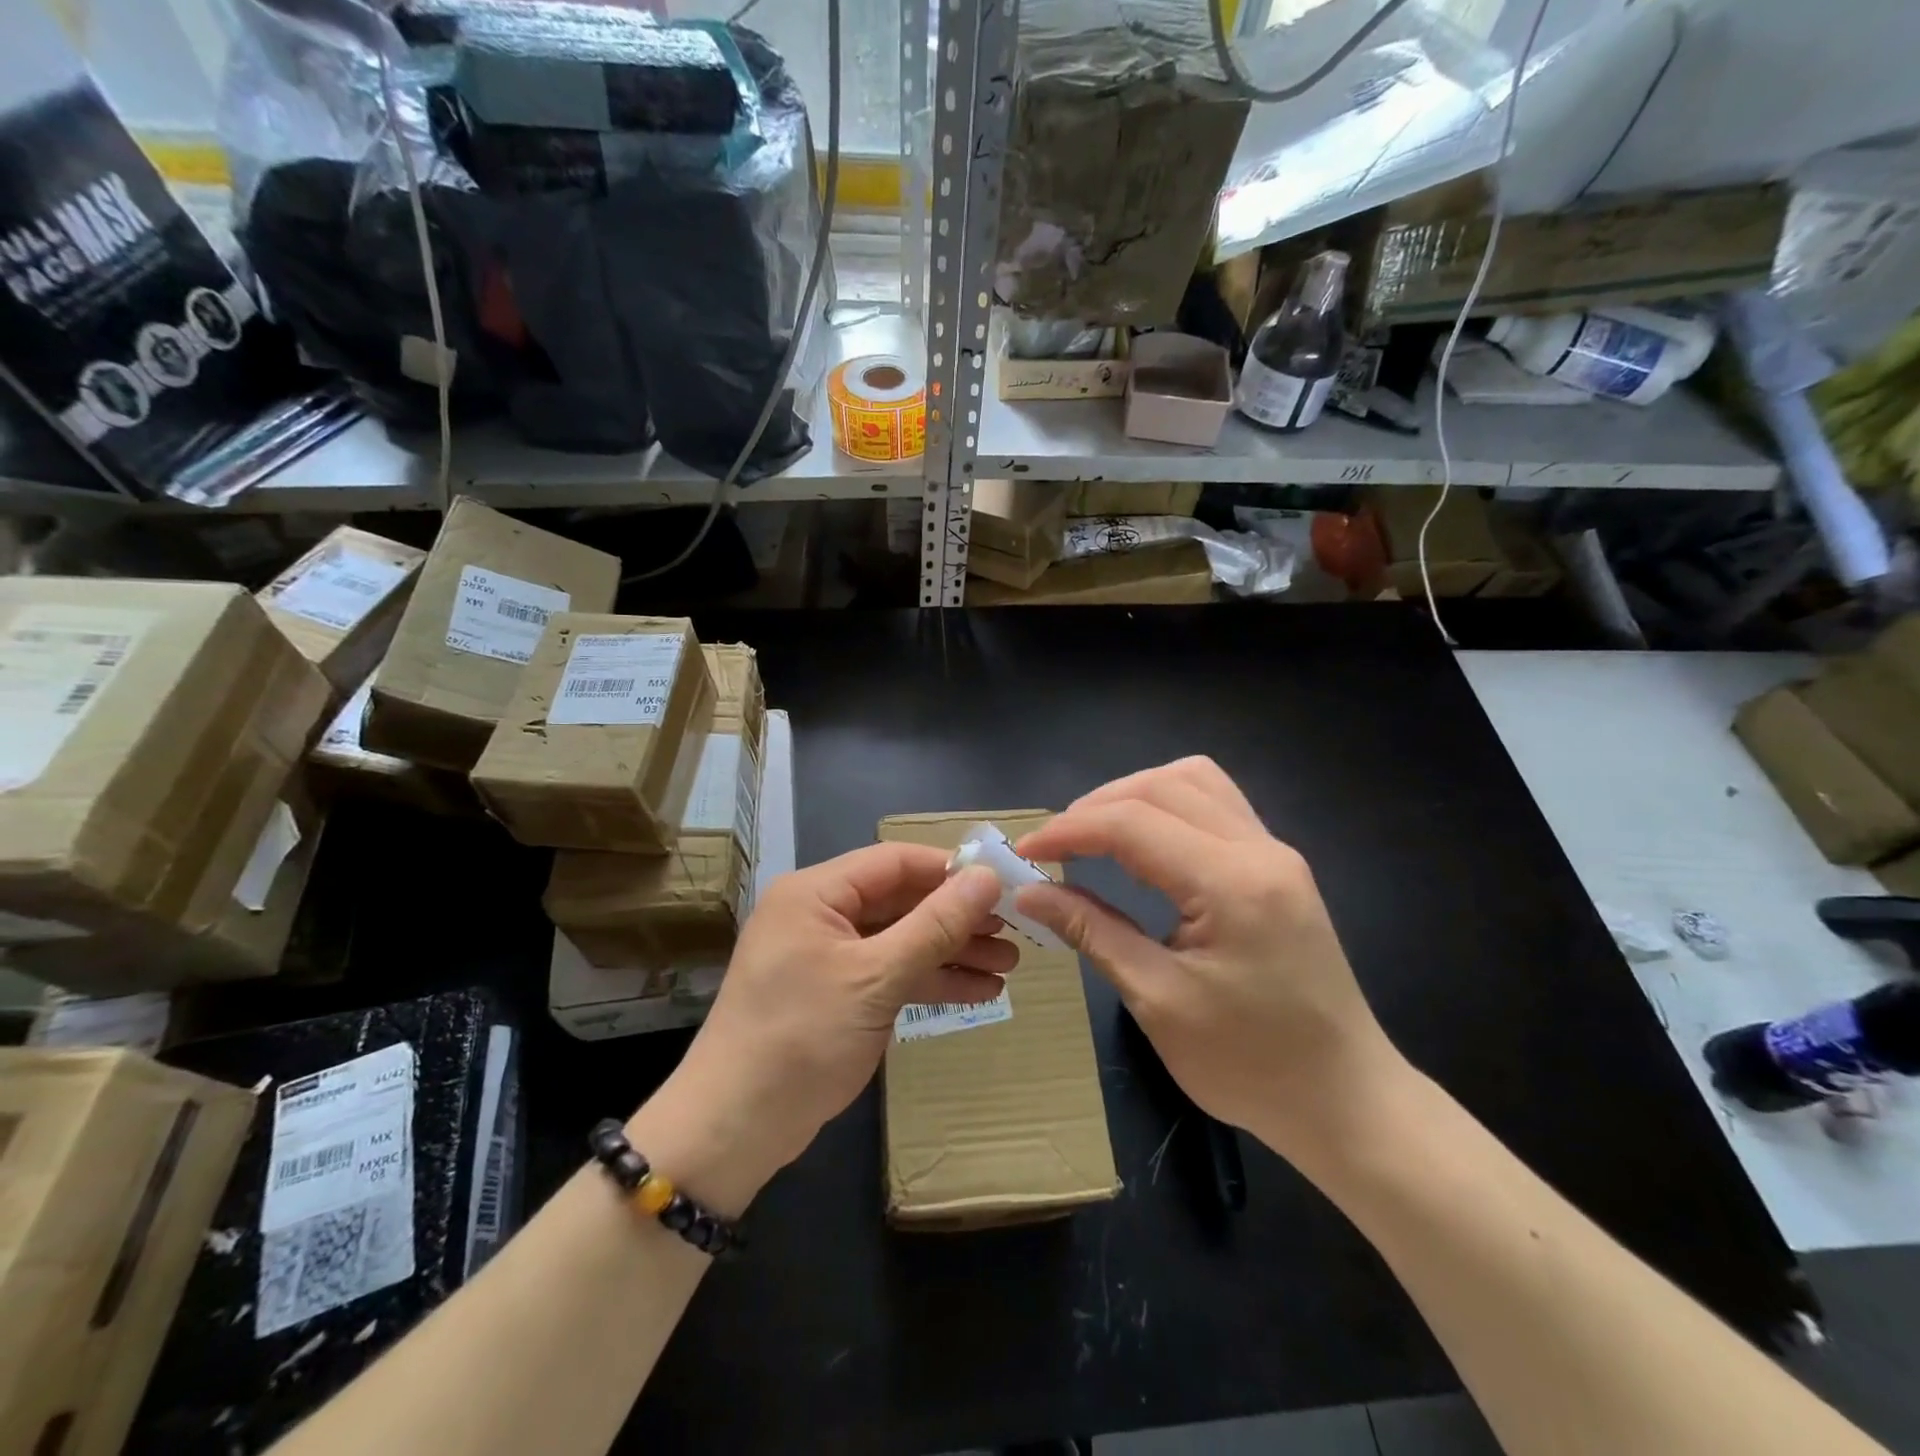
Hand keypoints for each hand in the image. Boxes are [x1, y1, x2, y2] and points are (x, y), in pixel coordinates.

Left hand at [652, 845, 1011, 1208]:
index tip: (1003, 884)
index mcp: (816, 893)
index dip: (950, 870)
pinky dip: (930, 981)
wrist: (734, 1129)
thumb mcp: (875, 978)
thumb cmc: (801, 1038)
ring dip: (951, 952)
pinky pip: (891, 973)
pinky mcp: (837, 993)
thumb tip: (986, 877)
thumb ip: (934, 925)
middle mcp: (821, 914)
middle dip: (957, 918)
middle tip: (1014, 931)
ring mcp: (829, 956)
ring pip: (901, 939)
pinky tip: (979, 992)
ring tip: (1008, 966)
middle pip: (902, 901)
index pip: (894, 862)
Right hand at [1013, 758, 1401, 1157]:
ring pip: (1194, 780)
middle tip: (1055, 846)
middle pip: (1162, 786)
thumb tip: (1029, 892)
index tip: (1024, 853)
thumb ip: (1092, 932)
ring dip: (1135, 796)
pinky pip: (1216, 804)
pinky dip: (1168, 807)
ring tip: (1095, 834)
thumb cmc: (1251, 1066)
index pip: (1133, 823)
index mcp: (1232, 884)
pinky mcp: (1279, 866)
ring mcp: (1276, 852)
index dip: (1069, 830)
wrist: (1347, 1102)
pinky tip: (1145, 841)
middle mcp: (1260, 849)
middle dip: (1097, 806)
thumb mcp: (1158, 1001)